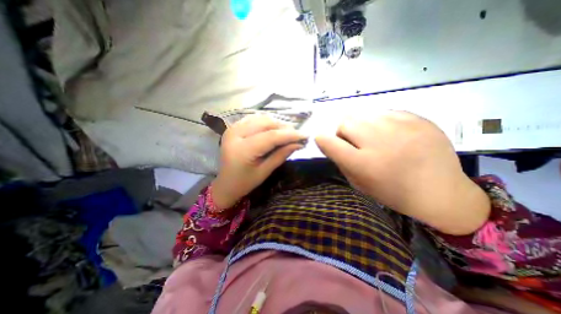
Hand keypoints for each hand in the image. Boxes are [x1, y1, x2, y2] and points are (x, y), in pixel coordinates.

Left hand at [212, 114, 305, 208]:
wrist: (225, 184)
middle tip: (297, 134)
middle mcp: (235, 134)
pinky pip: (253, 119)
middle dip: (284, 127)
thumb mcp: (265, 171)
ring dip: (276, 123)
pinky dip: (266, 121)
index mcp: (243, 150)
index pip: (271, 136)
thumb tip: (298, 144)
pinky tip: (274, 127)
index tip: (305, 135)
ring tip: (288, 131)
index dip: (290, 134)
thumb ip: (281, 155)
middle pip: (265, 123)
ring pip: (260, 118)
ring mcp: (232, 129)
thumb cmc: (245, 182)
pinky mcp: (233, 128)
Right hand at [317, 111, 488, 234]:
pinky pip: (383, 112)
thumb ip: (342, 161)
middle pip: (345, 122)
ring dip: (360, 126)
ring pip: (363, 114)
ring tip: (373, 138)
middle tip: (353, 142)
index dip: (322, 139)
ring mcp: (401, 127)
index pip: (331, 143)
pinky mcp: (417, 119)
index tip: (322, 140)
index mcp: (365, 164)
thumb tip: (331, 142)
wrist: (442, 192)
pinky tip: (390, 134)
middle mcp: (381, 142)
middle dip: (343, 132)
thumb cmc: (393, 193)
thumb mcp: (359, 184)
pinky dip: (379, 123)